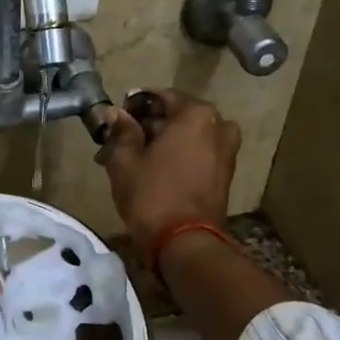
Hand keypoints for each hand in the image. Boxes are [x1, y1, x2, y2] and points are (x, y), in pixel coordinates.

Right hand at [93, 89, 241, 251]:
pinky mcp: (225, 174)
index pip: (160, 96)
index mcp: (196, 115)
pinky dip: (178, 157)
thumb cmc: (152, 194)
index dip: (134, 106)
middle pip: (176, 116)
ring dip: (162, 143)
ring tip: (135, 160)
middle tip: (120, 143)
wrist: (184, 243)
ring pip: (187, 137)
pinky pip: (198, 154)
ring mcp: (226, 151)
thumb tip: (113, 112)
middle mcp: (218, 125)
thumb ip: (121, 130)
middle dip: (148, 127)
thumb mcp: (125, 159)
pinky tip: (154, 172)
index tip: (116, 120)